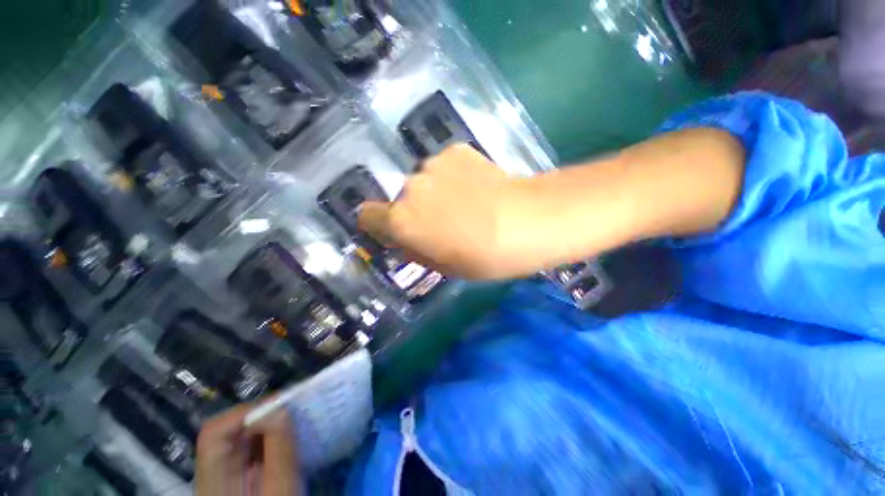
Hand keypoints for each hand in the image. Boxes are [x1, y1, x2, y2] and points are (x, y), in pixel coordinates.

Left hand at [196, 404, 299, 495]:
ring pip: (243, 435)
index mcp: (214, 478)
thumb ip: (279, 449)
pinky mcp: (241, 475)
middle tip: (295, 410)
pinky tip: (290, 436)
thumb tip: (279, 407)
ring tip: (296, 420)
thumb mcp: (281, 489)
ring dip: (269, 423)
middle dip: (263, 414)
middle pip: (229, 430)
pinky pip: (253, 445)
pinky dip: (272, 435)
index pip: (215, 432)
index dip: (245, 413)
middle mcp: (215, 471)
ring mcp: (227, 473)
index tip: (280, 407)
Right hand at [358, 144, 538, 278]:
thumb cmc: (484, 257)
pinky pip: (445, 167)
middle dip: (416, 210)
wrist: (527, 222)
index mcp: (402, 221)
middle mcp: (409, 188)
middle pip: (402, 199)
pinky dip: (454, 175)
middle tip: (445, 221)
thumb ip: (416, 250)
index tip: (397, 230)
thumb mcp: (444, 266)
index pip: (367, 216)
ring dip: (436, 192)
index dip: (379, 224)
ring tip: (466, 203)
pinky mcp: (456, 150)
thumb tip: (408, 239)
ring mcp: (432, 164)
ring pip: (424, 182)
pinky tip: (477, 186)